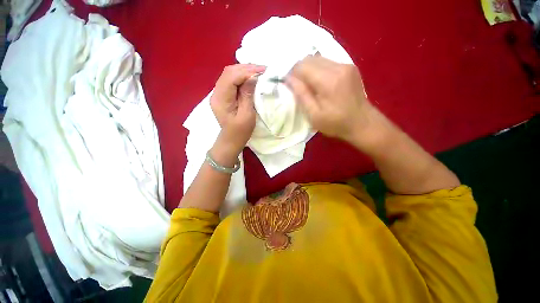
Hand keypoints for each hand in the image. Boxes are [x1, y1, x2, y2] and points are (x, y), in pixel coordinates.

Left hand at [210, 64, 265, 163]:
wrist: (231, 140)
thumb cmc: (240, 131)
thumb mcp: (247, 115)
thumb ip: (248, 95)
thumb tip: (253, 77)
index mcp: (221, 99)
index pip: (231, 77)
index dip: (246, 71)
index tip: (262, 71)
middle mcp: (216, 93)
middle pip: (229, 72)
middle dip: (246, 68)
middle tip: (262, 69)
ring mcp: (219, 93)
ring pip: (230, 74)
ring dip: (244, 71)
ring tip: (259, 72)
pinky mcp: (224, 95)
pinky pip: (232, 80)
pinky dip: (242, 77)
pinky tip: (251, 77)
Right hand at [286, 56, 375, 143]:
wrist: (362, 123)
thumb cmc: (336, 123)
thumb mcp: (314, 115)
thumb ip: (301, 95)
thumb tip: (289, 79)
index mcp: (328, 81)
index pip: (302, 66)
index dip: (292, 74)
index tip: (290, 86)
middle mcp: (338, 67)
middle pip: (309, 59)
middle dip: (299, 71)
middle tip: (299, 87)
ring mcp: (346, 65)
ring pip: (318, 59)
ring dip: (309, 70)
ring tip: (309, 86)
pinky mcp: (349, 67)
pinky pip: (327, 62)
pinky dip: (319, 70)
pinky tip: (320, 83)